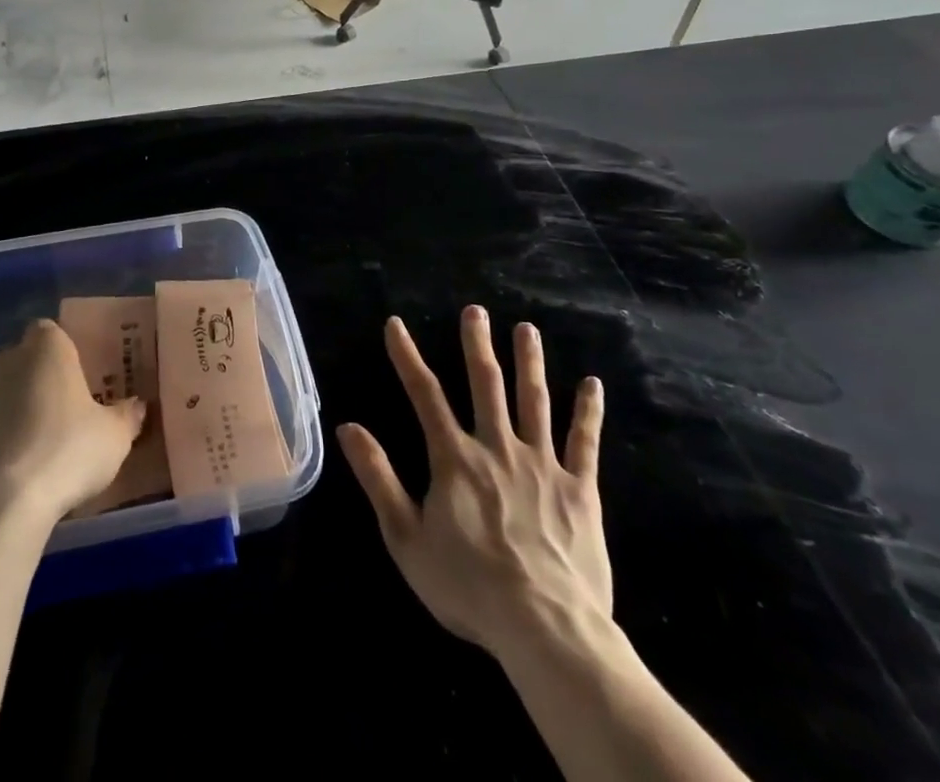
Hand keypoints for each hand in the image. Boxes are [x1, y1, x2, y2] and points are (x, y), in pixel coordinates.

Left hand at [0, 319, 145, 528]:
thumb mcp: (114, 438)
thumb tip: (137, 406)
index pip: (52, 332)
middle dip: (38, 381)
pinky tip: (8, 472)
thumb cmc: (66, 454)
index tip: (79, 382)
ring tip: (34, 449)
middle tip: (62, 416)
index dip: (64, 354)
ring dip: (11, 410)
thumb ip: (127, 416)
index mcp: (46, 347)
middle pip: (24, 361)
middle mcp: (4, 359)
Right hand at [338, 310, 610, 668]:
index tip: (395, 324)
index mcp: (454, 458)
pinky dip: (588, 411)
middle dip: (477, 344)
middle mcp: (497, 447)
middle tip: (476, 310)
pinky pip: (584, 442)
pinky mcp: (579, 489)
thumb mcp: (406, 537)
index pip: (424, 394)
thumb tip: (347, 426)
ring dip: (529, 362)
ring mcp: (542, 465)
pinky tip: (593, 384)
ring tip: (526, 329)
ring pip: (534, 401)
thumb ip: (378, 477)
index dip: (406, 356)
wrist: (546, 629)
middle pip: (486, 384)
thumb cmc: (468, 586)